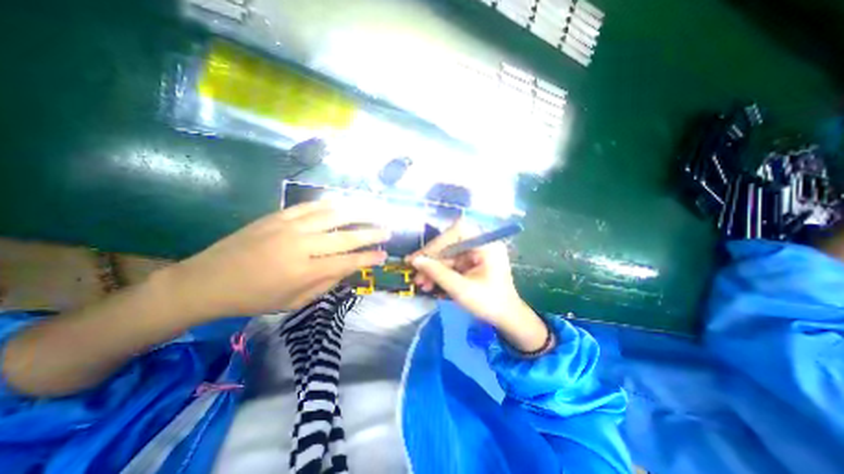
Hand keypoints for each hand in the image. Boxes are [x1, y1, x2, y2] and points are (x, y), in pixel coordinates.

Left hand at [161, 202, 390, 320]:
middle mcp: (302, 245)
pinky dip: (331, 204)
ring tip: (373, 211)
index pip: (348, 262)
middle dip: (371, 234)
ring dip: (357, 213)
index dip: (369, 259)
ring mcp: (289, 227)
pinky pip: (311, 206)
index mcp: (305, 271)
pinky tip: (344, 203)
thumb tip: (347, 269)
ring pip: (332, 215)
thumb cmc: (254, 298)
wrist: (207, 280)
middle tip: (387, 231)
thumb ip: (325, 284)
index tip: (384, 256)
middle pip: (346, 236)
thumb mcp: (294, 302)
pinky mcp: (278, 216)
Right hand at [407, 219, 547, 351]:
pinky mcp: (471, 261)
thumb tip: (415, 260)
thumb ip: (438, 273)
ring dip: (433, 268)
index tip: (420, 258)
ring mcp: (476, 252)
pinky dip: (440, 272)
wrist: (506, 318)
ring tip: (421, 283)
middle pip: (450, 243)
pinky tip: (430, 284)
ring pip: (448, 254)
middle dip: (432, 260)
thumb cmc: (489, 304)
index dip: (437, 243)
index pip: (457, 232)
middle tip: (416, 274)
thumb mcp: (461, 289)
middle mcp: (481, 243)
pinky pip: (451, 262)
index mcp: (487, 245)